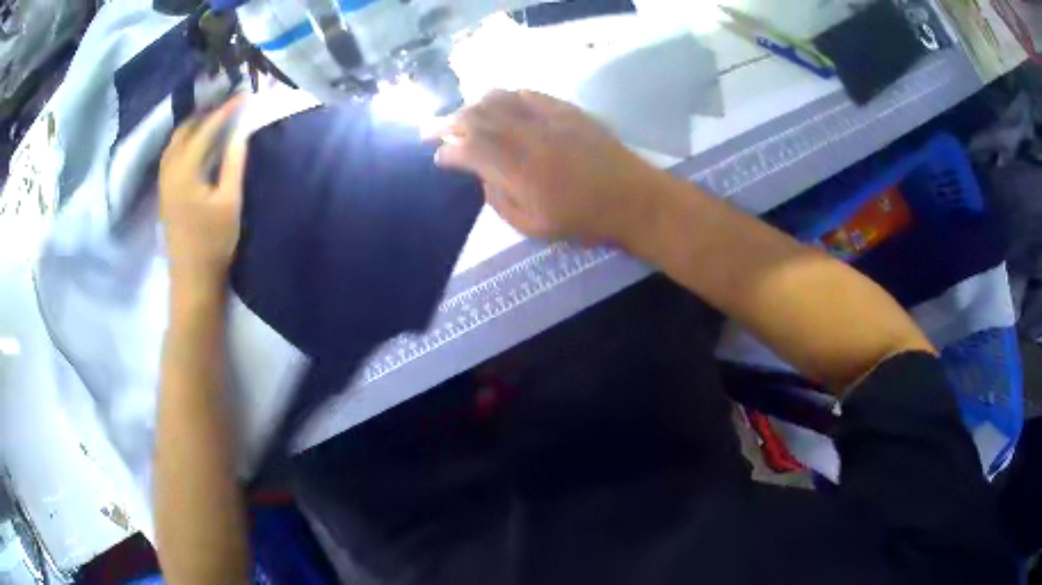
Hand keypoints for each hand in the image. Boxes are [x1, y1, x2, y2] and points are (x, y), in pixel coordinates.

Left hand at [159, 97, 246, 292]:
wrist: (192, 278)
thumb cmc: (214, 242)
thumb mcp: (230, 200)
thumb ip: (233, 161)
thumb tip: (241, 131)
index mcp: (185, 170)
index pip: (206, 129)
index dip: (225, 111)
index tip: (244, 95)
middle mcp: (169, 169)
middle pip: (185, 130)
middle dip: (207, 113)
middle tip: (230, 105)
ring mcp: (163, 181)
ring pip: (175, 141)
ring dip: (194, 125)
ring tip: (215, 119)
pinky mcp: (164, 191)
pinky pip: (171, 153)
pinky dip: (186, 140)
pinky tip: (197, 142)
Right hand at [425, 90, 661, 243]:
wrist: (632, 198)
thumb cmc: (583, 220)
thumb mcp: (532, 227)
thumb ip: (499, 201)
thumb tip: (483, 176)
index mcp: (516, 170)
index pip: (468, 150)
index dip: (447, 151)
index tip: (438, 158)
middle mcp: (526, 136)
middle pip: (476, 118)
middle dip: (447, 123)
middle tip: (431, 130)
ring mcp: (546, 118)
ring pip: (497, 99)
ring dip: (472, 106)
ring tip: (462, 116)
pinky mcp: (565, 109)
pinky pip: (526, 93)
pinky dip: (505, 96)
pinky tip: (498, 103)